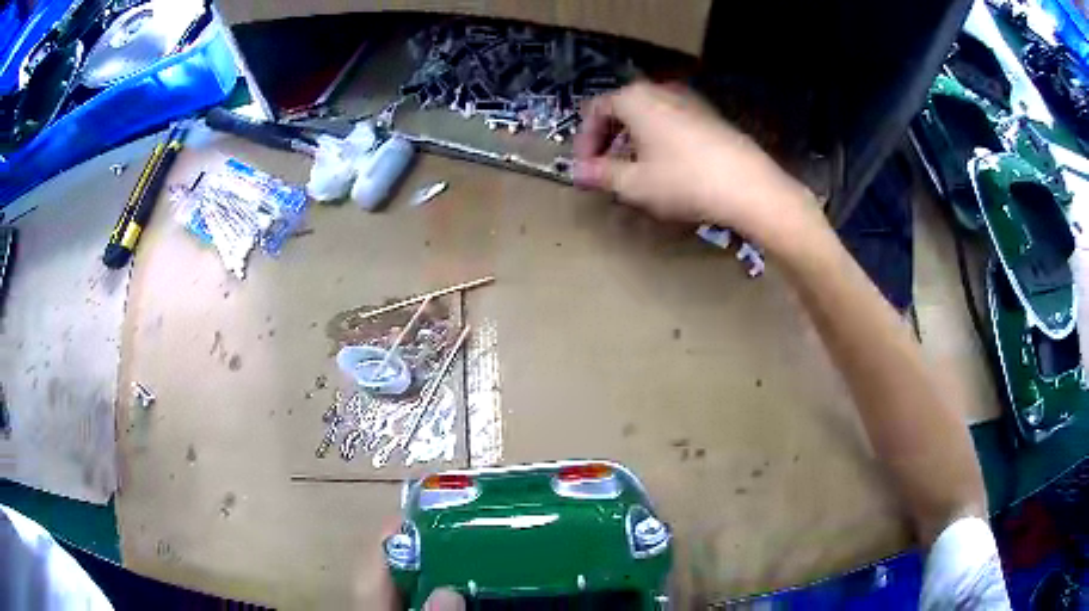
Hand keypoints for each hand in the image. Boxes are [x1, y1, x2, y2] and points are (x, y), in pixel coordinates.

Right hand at [573, 82, 814, 244]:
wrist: (749, 186)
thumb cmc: (683, 180)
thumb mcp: (634, 183)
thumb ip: (601, 174)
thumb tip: (577, 172)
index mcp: (635, 98)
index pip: (595, 110)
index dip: (584, 141)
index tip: (585, 169)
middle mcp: (660, 90)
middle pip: (622, 109)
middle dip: (609, 140)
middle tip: (606, 170)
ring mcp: (689, 101)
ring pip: (648, 116)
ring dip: (634, 141)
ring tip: (635, 172)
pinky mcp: (710, 116)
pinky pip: (672, 122)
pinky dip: (659, 141)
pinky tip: (668, 168)